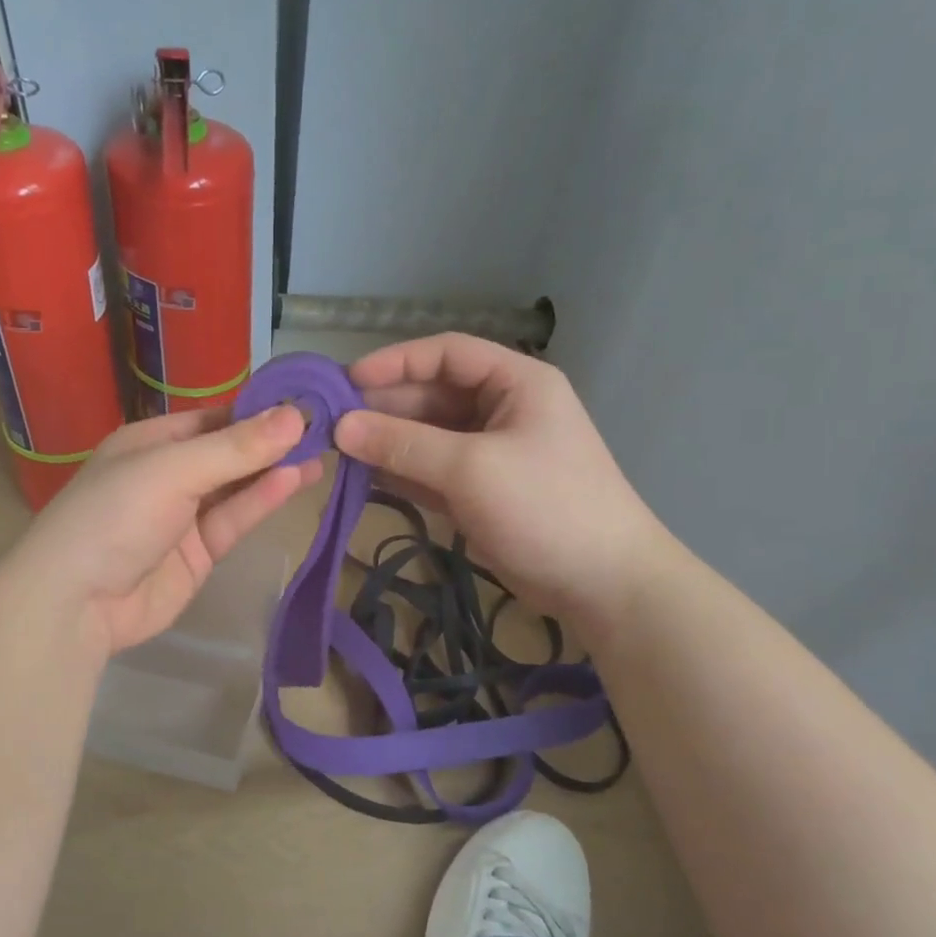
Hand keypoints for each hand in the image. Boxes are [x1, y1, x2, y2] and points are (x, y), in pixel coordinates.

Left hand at [5, 406, 322, 655]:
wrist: (75, 604)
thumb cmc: (115, 516)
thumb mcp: (173, 471)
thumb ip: (236, 448)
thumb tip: (296, 415)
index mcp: (150, 442)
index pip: (213, 419)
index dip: (257, 411)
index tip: (305, 402)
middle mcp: (168, 475)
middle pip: (228, 453)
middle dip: (271, 442)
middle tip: (325, 429)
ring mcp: (183, 517)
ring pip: (236, 488)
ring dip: (274, 471)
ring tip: (323, 453)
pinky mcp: (198, 554)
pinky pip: (234, 520)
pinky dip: (262, 501)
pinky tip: (295, 480)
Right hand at [334, 334, 673, 645]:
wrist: (602, 583)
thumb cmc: (545, 507)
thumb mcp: (471, 468)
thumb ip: (402, 445)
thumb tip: (340, 427)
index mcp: (516, 382)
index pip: (447, 353)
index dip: (395, 362)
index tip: (346, 381)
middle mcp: (502, 409)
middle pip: (433, 396)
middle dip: (385, 408)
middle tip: (332, 425)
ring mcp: (490, 453)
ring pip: (428, 436)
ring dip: (388, 442)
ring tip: (339, 453)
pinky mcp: (480, 491)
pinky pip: (431, 471)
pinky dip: (401, 473)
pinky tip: (364, 478)